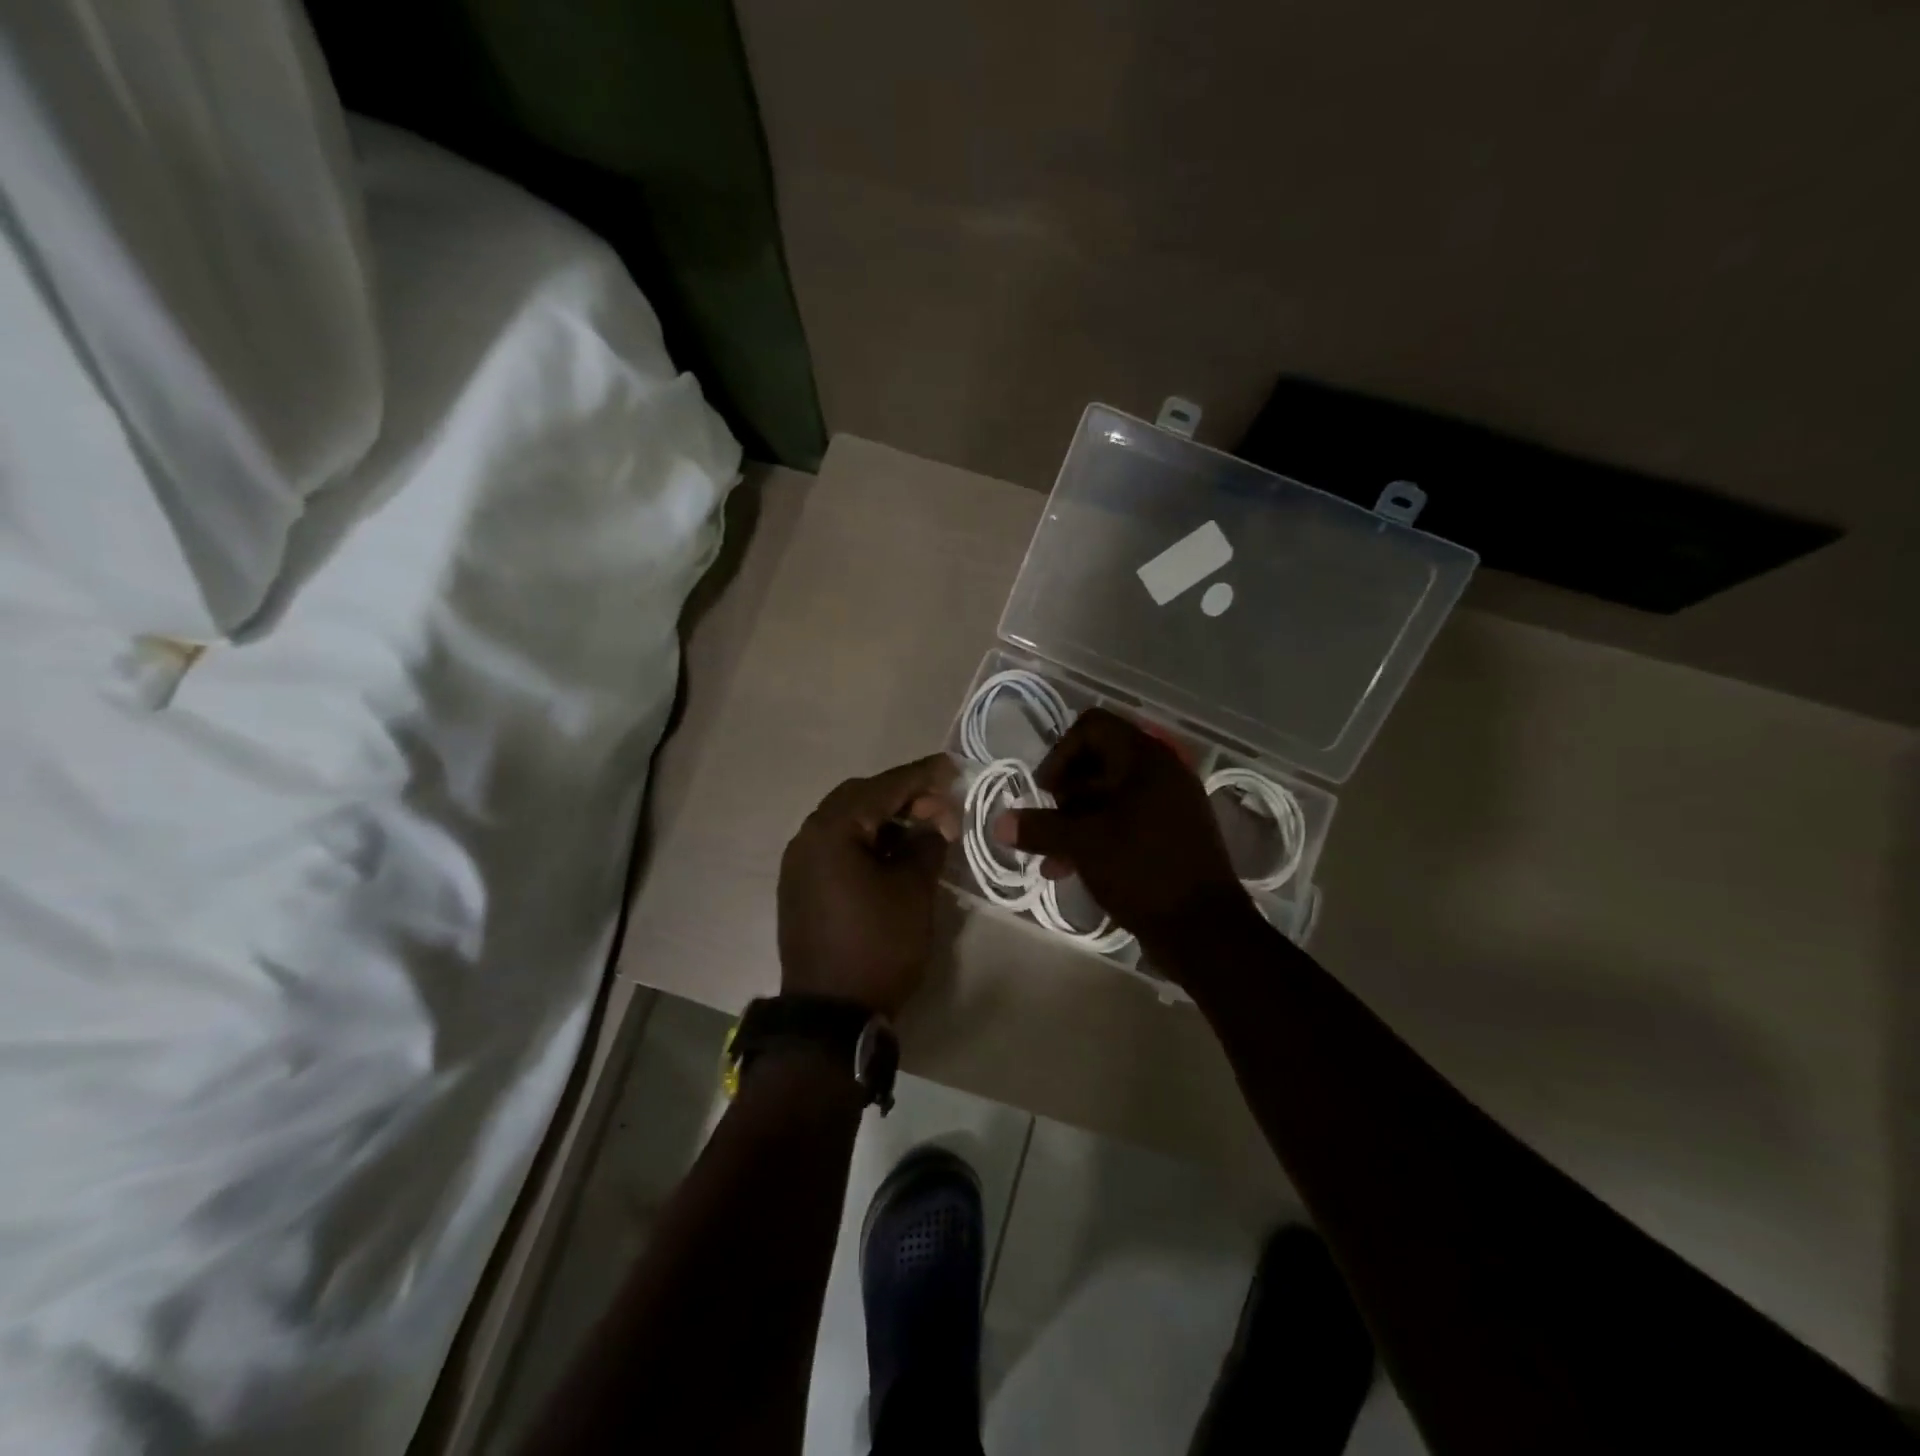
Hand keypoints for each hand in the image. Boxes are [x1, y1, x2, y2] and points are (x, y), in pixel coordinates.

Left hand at [777, 755, 959, 1015]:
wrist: (830, 1015)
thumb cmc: (878, 946)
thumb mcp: (913, 891)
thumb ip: (926, 844)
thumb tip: (933, 821)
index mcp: (832, 830)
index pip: (883, 788)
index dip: (921, 776)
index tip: (952, 767)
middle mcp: (807, 837)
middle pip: (859, 797)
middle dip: (902, 796)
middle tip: (939, 806)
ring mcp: (799, 863)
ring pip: (846, 821)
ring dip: (882, 818)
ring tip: (921, 828)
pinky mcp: (800, 886)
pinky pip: (836, 846)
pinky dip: (865, 840)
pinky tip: (891, 853)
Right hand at [996, 709, 1249, 950]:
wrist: (1205, 929)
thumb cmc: (1142, 871)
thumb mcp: (1083, 845)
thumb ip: (1039, 828)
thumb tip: (998, 823)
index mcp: (1144, 759)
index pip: (1092, 726)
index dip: (1060, 753)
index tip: (1046, 792)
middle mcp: (1160, 772)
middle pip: (1097, 761)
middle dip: (1064, 794)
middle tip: (1048, 825)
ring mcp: (1169, 803)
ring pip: (1108, 795)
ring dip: (1075, 820)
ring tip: (1053, 858)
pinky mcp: (1171, 833)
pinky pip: (1125, 819)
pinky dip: (1097, 835)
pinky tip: (1072, 868)